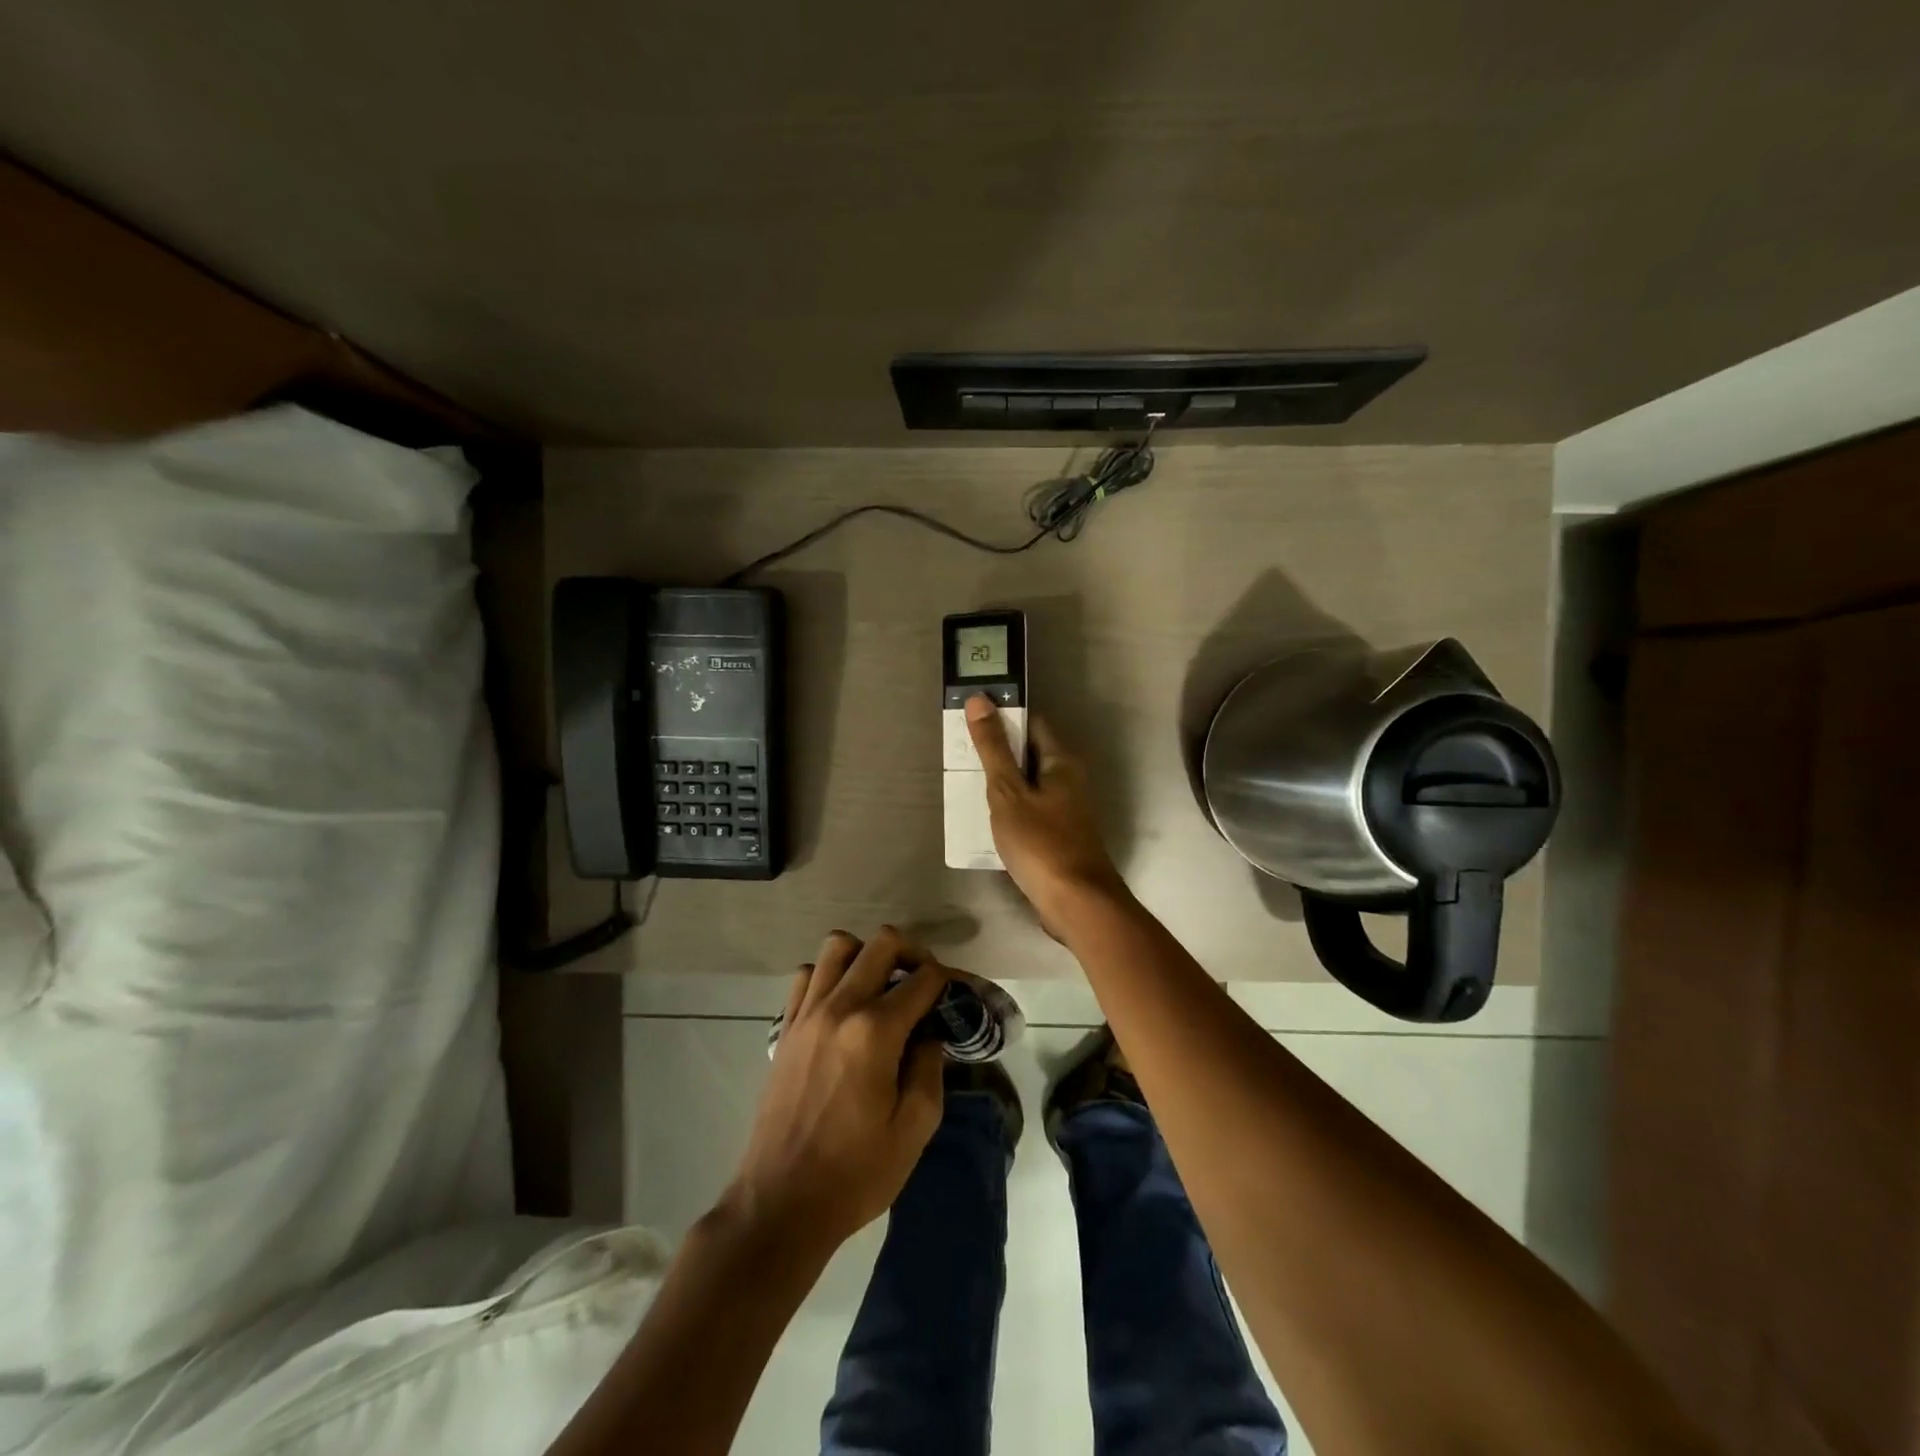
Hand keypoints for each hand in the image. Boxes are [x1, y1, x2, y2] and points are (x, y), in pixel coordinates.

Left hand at [723, 927, 952, 1252]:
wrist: (781, 1203)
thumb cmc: (855, 1173)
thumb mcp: (914, 1128)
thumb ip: (929, 1068)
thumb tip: (929, 1034)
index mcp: (875, 1031)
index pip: (923, 979)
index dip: (949, 981)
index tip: (957, 996)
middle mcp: (839, 1007)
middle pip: (882, 942)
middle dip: (913, 954)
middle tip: (924, 984)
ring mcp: (806, 1013)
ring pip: (838, 946)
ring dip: (866, 955)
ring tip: (881, 987)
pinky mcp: (786, 1028)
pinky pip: (806, 975)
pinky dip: (829, 975)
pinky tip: (842, 1005)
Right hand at [964, 694, 1127, 930]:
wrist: (1076, 903)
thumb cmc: (1041, 843)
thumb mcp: (1008, 793)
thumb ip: (993, 749)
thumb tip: (980, 700)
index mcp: (1062, 762)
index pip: (1032, 724)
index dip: (1004, 717)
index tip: (971, 719)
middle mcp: (1070, 780)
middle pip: (1030, 754)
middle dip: (999, 752)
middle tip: (961, 754)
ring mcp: (1067, 810)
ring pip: (1030, 785)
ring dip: (1003, 784)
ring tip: (967, 784)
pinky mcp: (1061, 836)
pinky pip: (1031, 811)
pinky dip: (1011, 809)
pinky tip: (989, 820)